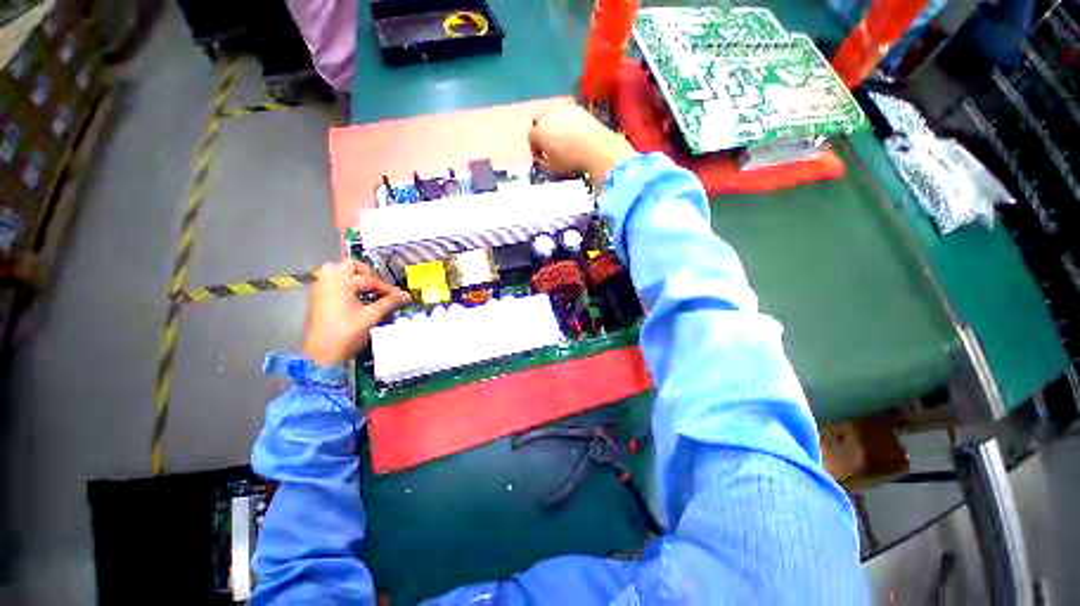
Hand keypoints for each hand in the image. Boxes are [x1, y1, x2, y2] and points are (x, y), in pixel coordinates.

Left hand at [301, 259, 410, 365]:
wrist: (320, 356)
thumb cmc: (345, 335)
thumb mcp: (371, 318)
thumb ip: (389, 303)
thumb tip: (405, 295)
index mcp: (340, 284)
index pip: (369, 279)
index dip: (387, 287)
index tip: (398, 295)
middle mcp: (327, 282)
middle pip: (350, 266)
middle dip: (369, 275)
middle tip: (381, 288)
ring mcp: (320, 290)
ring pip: (338, 272)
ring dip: (356, 278)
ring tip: (369, 290)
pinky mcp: (318, 299)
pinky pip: (332, 282)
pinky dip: (347, 285)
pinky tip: (357, 297)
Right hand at [528, 105, 634, 183]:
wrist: (597, 147)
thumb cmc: (571, 160)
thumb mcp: (552, 167)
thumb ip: (542, 162)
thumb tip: (540, 157)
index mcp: (538, 131)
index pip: (531, 137)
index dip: (535, 148)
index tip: (541, 156)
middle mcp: (547, 115)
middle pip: (539, 121)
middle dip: (542, 132)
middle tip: (549, 144)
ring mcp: (563, 108)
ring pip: (552, 115)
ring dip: (554, 124)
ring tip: (562, 137)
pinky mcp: (577, 107)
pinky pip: (566, 114)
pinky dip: (566, 121)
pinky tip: (573, 132)